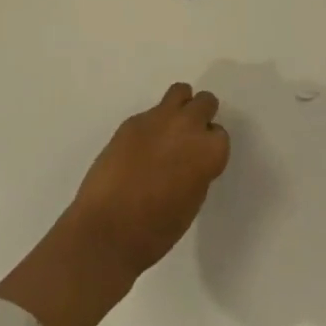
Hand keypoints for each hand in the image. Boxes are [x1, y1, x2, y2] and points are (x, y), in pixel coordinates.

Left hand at [67, 81, 230, 281]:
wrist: (106, 232)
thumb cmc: (156, 230)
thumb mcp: (192, 201)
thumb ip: (198, 170)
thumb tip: (190, 160)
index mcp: (209, 150)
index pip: (220, 134)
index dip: (209, 147)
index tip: (199, 161)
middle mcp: (188, 126)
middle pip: (205, 102)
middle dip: (200, 117)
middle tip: (187, 140)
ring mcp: (158, 119)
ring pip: (179, 92)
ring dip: (179, 107)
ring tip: (166, 132)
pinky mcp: (131, 122)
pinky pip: (149, 113)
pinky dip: (149, 126)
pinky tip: (137, 150)